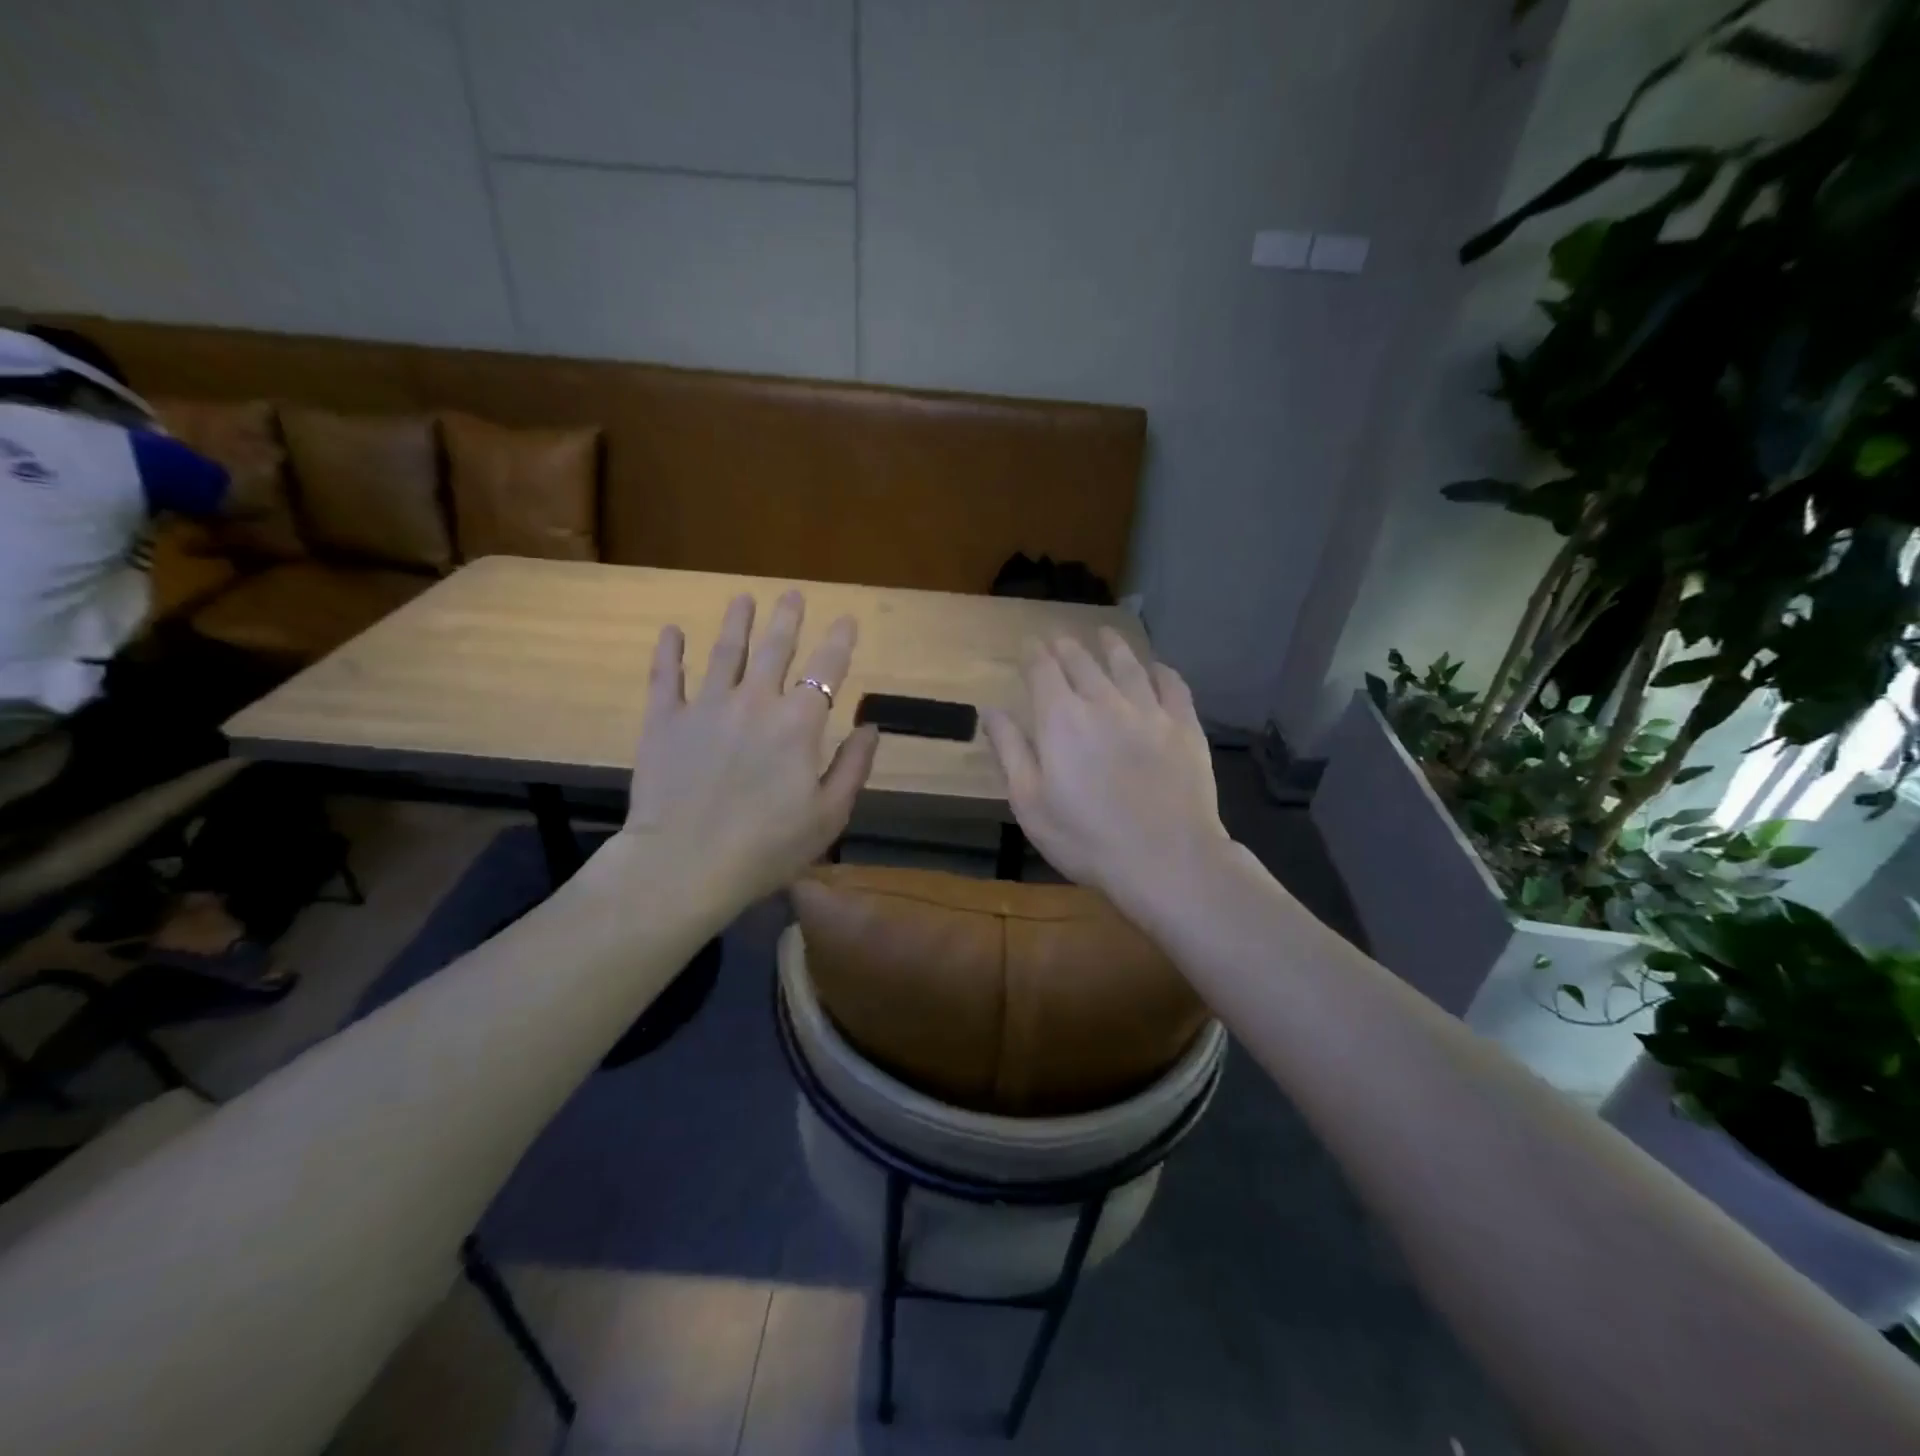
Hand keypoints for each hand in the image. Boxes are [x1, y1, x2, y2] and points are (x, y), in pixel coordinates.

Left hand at [609, 591, 878, 909]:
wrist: (685, 864)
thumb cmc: (767, 847)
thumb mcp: (829, 815)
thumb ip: (853, 766)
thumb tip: (871, 727)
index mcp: (799, 724)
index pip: (827, 670)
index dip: (839, 641)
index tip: (847, 619)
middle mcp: (755, 701)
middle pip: (774, 648)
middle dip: (787, 618)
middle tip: (792, 595)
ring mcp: (706, 706)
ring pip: (724, 651)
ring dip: (736, 622)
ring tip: (742, 599)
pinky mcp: (665, 720)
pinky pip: (666, 677)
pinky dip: (669, 651)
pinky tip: (672, 631)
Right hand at [983, 630, 1228, 911]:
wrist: (1167, 859)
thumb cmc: (1086, 838)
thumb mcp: (1030, 803)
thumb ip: (1010, 751)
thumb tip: (991, 710)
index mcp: (1061, 719)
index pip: (1043, 670)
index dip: (1034, 653)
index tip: (1029, 643)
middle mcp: (1104, 701)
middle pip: (1082, 662)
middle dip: (1066, 647)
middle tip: (1059, 640)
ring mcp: (1149, 710)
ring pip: (1127, 665)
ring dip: (1112, 647)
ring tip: (1105, 634)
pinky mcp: (1185, 726)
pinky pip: (1172, 685)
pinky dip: (1160, 671)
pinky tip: (1156, 668)